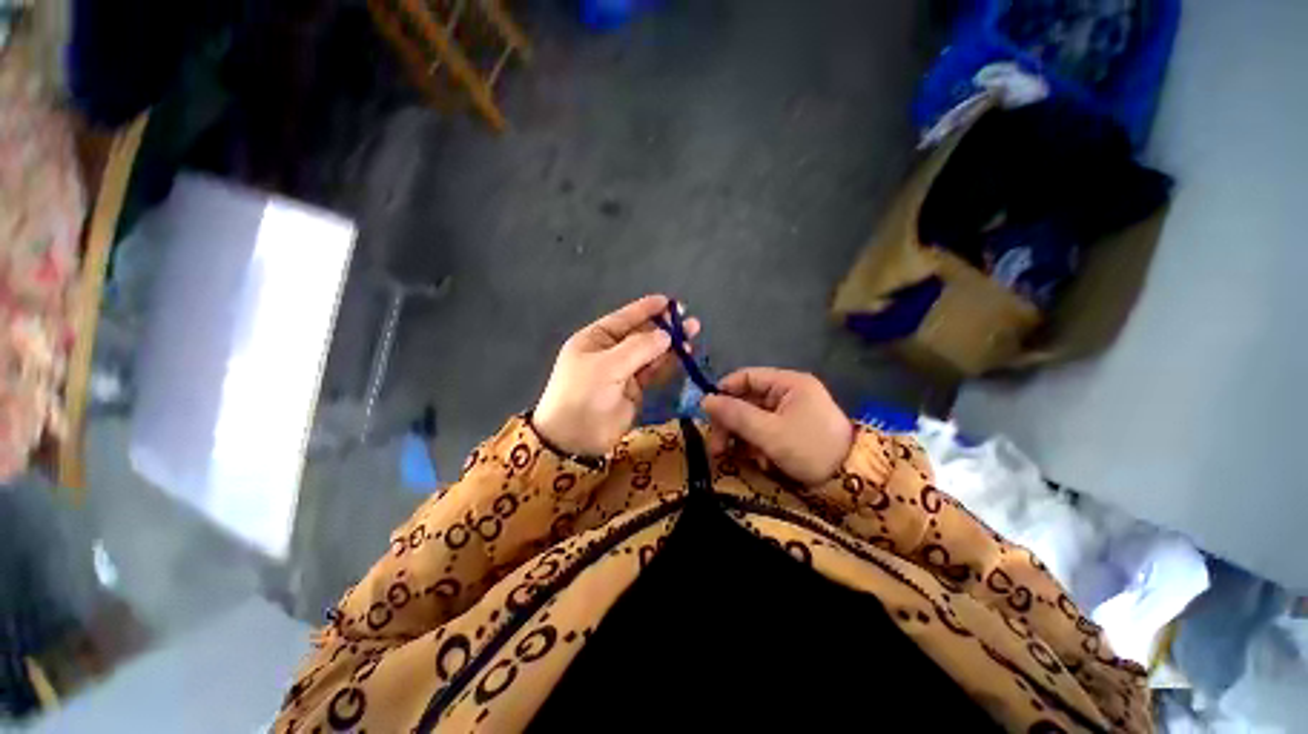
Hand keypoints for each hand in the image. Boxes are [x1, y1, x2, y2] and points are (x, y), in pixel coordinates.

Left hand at [534, 295, 699, 456]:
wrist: (575, 439)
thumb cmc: (583, 395)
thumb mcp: (607, 366)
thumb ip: (639, 348)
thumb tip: (666, 335)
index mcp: (595, 339)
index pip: (623, 318)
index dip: (646, 309)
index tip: (669, 301)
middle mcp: (609, 352)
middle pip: (640, 334)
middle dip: (663, 327)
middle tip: (689, 321)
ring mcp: (623, 371)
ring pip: (650, 353)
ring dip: (670, 345)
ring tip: (692, 335)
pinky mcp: (634, 390)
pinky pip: (653, 371)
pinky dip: (667, 363)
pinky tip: (684, 355)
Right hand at [701, 368, 852, 484]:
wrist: (852, 482)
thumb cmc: (810, 449)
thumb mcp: (769, 433)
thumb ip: (736, 415)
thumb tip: (704, 400)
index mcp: (789, 383)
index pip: (746, 377)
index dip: (724, 391)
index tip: (708, 413)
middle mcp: (789, 393)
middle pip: (747, 400)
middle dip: (730, 423)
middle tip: (717, 448)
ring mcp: (791, 412)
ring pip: (753, 418)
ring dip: (742, 438)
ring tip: (741, 458)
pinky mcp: (792, 430)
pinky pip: (765, 431)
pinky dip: (757, 445)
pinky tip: (760, 462)